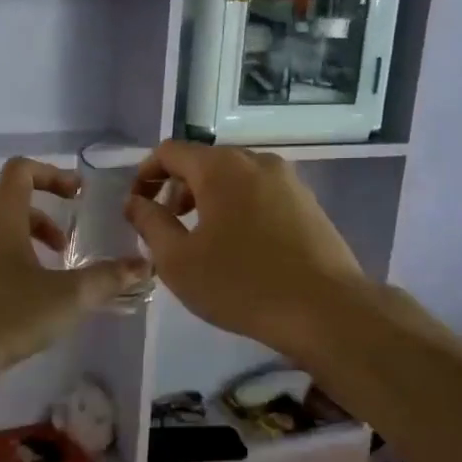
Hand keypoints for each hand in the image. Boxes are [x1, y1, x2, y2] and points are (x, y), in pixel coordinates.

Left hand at [0, 158, 148, 385]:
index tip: (77, 197)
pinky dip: (6, 261)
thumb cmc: (4, 317)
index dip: (52, 174)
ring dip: (25, 241)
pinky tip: (21, 301)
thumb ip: (106, 279)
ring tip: (48, 276)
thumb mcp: (66, 298)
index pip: (21, 170)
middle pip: (10, 201)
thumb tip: (144, 266)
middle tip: (67, 247)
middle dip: (44, 217)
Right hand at [125, 142, 368, 358]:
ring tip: (203, 241)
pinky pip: (261, 195)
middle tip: (168, 228)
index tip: (137, 207)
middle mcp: (256, 161)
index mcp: (221, 167)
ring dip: (209, 200)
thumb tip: (135, 202)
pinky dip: (239, 209)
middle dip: (178, 189)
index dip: (146, 174)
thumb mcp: (178, 260)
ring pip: (235, 178)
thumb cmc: (241, 284)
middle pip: (204, 162)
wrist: (326, 310)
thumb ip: (150, 223)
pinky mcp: (309, 204)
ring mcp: (289, 181)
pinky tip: (241, 248)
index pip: (170, 151)